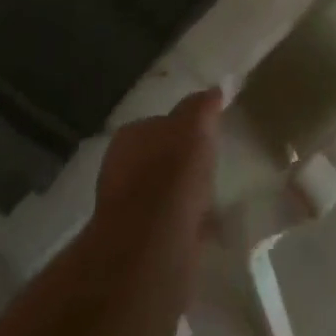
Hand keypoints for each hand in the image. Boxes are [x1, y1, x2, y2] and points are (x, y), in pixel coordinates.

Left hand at [88, 88, 223, 270]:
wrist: (151, 247)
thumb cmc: (171, 174)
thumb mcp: (194, 125)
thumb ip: (202, 106)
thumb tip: (215, 89)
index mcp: (130, 137)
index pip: (158, 124)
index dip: (182, 129)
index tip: (205, 137)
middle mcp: (121, 170)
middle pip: (158, 160)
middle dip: (180, 165)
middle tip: (211, 169)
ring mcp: (126, 210)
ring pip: (163, 195)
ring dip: (184, 198)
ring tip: (215, 201)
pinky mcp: (139, 246)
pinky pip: (171, 227)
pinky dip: (187, 227)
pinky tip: (208, 230)